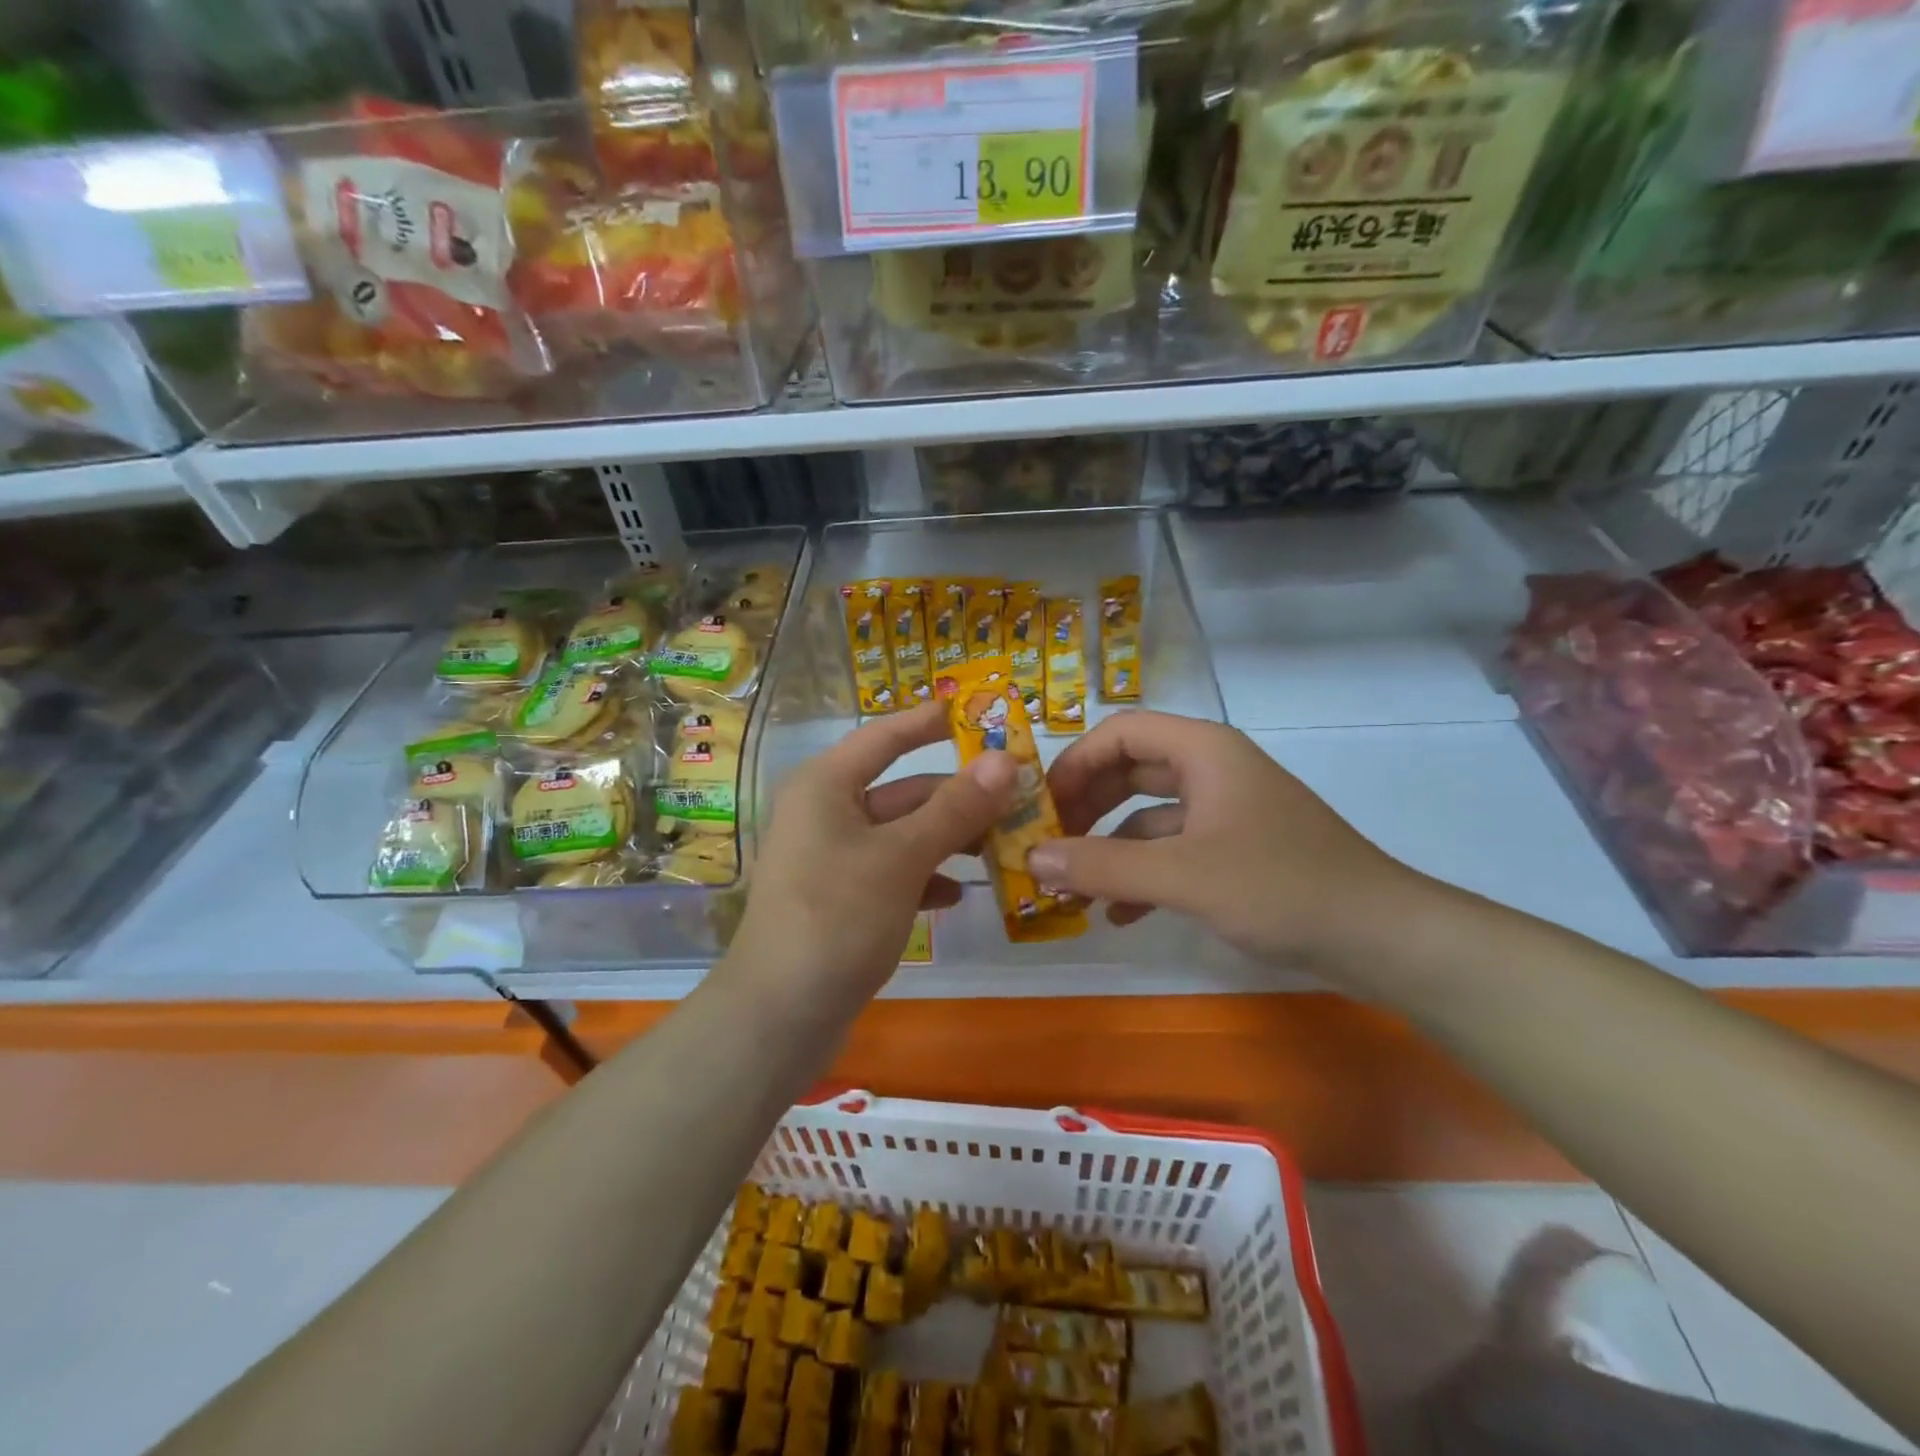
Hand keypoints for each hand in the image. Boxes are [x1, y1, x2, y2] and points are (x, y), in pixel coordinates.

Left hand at [724, 702, 1017, 1017]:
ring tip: (1001, 847)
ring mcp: (831, 858)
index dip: (931, 721)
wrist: (779, 1016)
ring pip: (901, 834)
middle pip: (901, 790)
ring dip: (947, 839)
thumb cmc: (837, 917)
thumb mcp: (902, 858)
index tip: (978, 713)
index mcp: (826, 785)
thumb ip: (955, 808)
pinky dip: (924, 877)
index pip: (885, 736)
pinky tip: (957, 896)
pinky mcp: (840, 899)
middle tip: (1017, 799)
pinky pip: (892, 872)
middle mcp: (825, 812)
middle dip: (957, 796)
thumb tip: (1005, 760)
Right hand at [1034, 711, 1420, 972]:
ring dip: (1109, 847)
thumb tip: (1031, 858)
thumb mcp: (1182, 876)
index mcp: (1203, 751)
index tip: (1042, 805)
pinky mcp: (1237, 850)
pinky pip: (1173, 850)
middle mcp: (1212, 770)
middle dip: (1086, 806)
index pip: (1121, 732)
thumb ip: (1102, 866)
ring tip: (1071, 886)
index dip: (1075, 762)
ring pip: (1148, 815)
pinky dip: (1141, 874)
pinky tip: (1117, 913)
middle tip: (1048, 842)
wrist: (1381, 937)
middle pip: (1130, 770)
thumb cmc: (1280, 886)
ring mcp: (1226, 811)